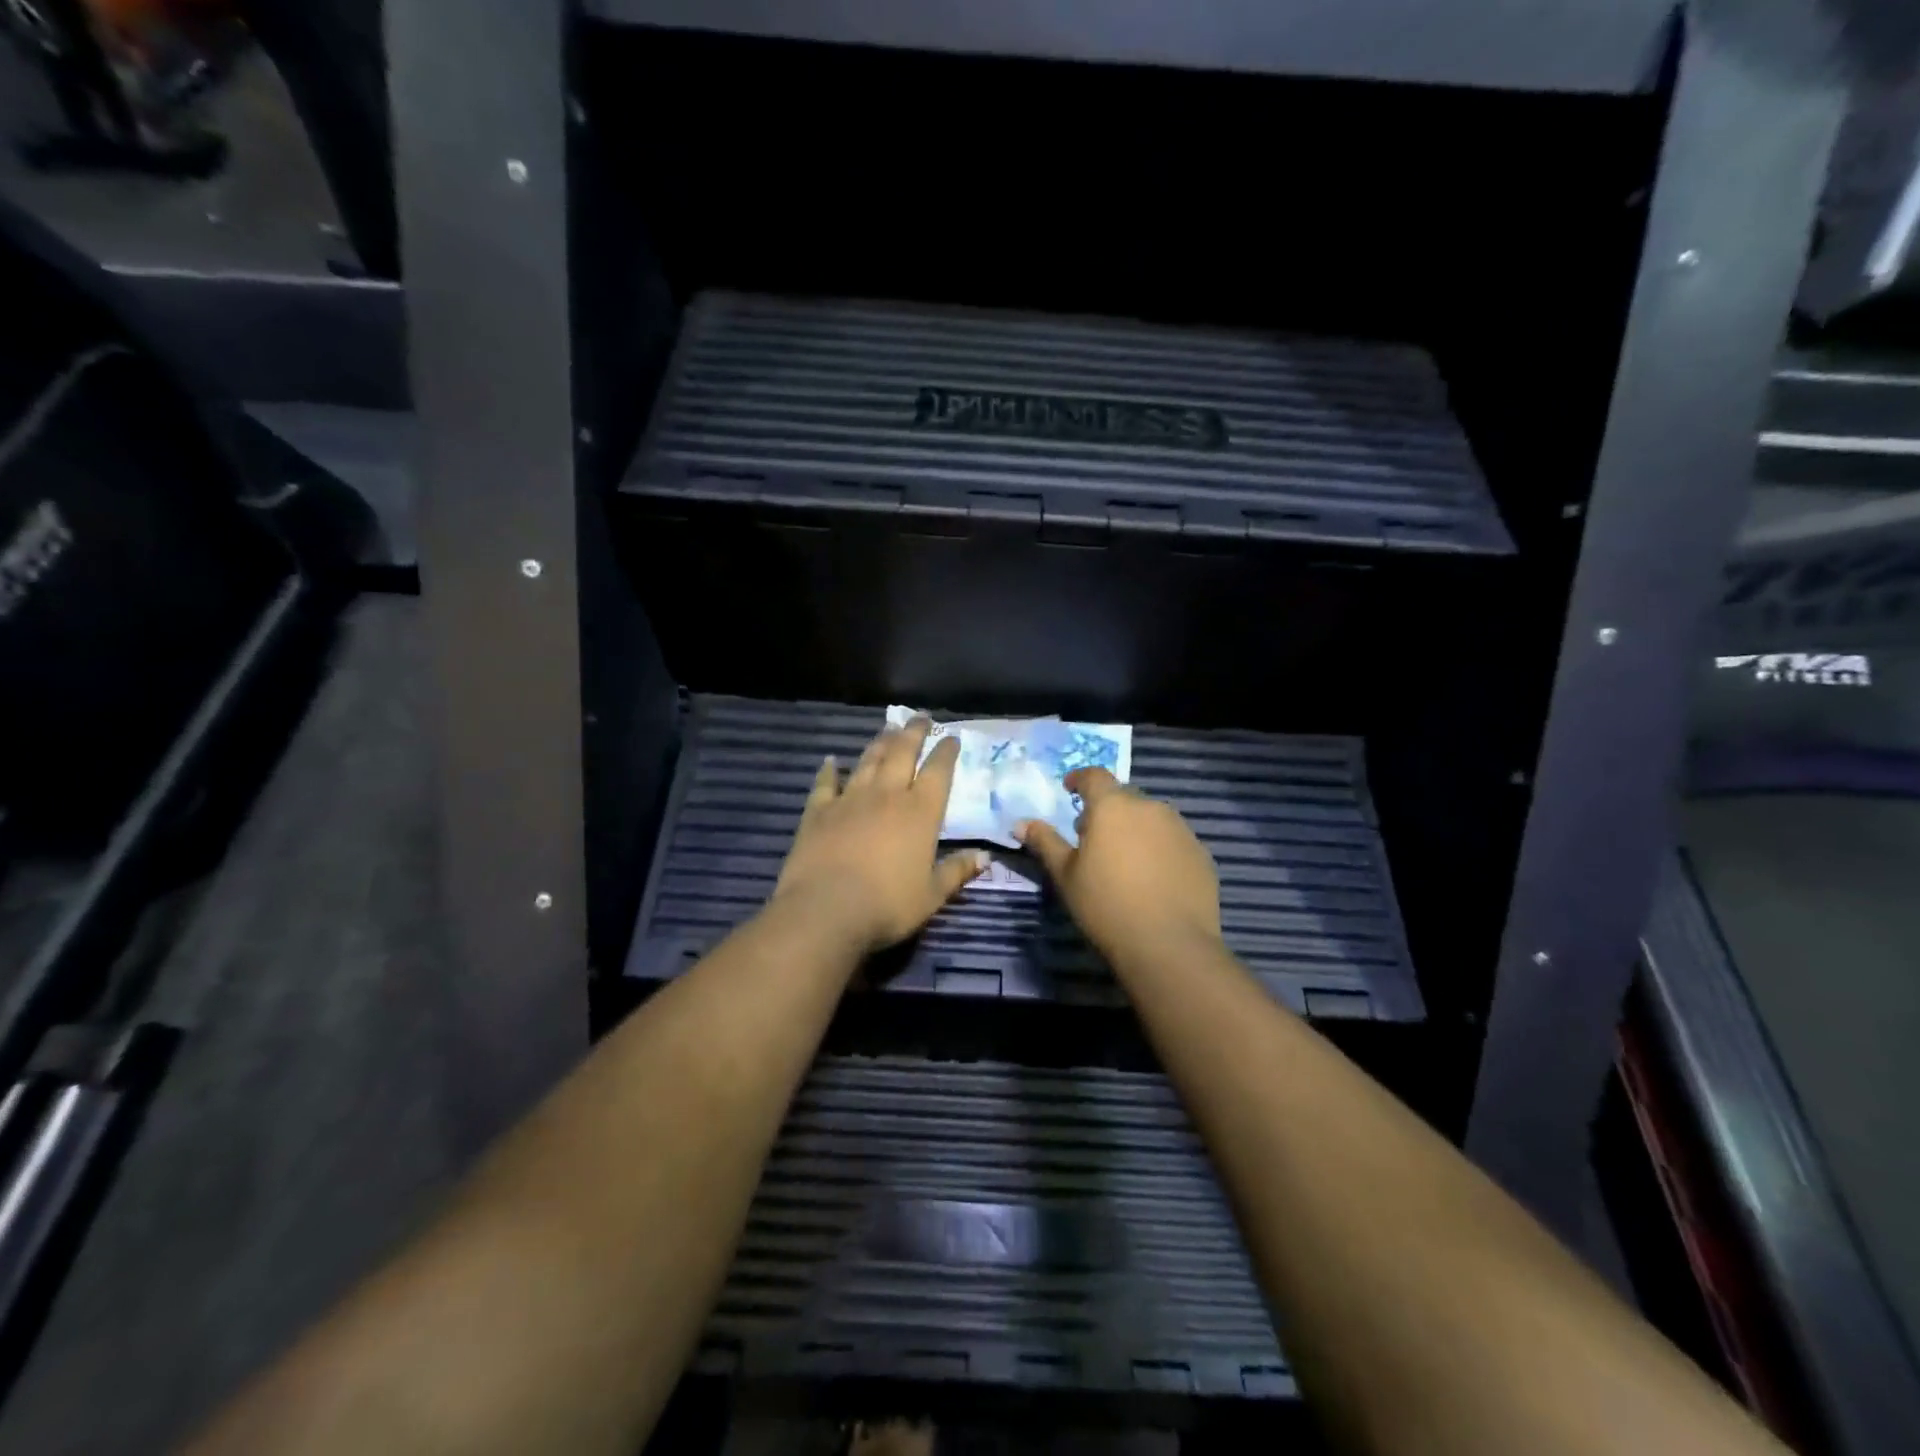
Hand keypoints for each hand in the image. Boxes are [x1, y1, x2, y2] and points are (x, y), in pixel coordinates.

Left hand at [772, 718, 988, 954]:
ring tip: (888, 729)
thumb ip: (957, 871)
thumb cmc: (888, 905)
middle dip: (914, 733)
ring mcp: (850, 799)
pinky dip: (829, 770)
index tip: (951, 737)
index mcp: (920, 812)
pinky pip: (826, 783)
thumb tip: (986, 857)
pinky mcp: (818, 811)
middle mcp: (887, 795)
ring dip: (880, 742)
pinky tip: (831, 760)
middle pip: (902, 753)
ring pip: (868, 760)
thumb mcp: (932, 895)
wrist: (826, 909)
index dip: (946, 752)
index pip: (938, 771)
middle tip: (920, 717)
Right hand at [1016, 768, 1220, 957]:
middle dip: (1106, 809)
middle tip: (1092, 837)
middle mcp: (1150, 807)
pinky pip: (1173, 841)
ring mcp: (1180, 829)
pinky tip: (1152, 879)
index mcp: (1112, 806)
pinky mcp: (1201, 854)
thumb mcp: (1065, 875)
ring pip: (1151, 818)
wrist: (1170, 945)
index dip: (1079, 779)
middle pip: (1123, 797)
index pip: (1094, 776)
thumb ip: (1045, 842)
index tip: (1069, 789)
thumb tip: (1021, 823)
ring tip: (1124, 860)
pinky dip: (1159, 849)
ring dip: (1135, 828)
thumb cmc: (1106, 905)